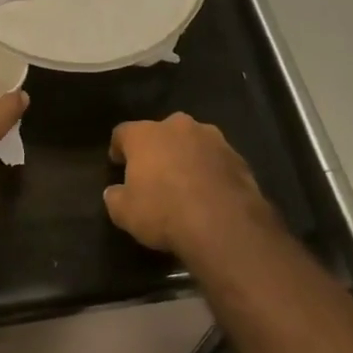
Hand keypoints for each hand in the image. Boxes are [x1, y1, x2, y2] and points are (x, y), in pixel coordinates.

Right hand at [105, 113, 277, 257]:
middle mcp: (179, 127)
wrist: (223, 224)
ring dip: (187, 156)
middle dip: (158, 148)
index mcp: (146, 135)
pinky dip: (211, 171)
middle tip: (154, 172)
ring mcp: (213, 139)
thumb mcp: (124, 213)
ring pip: (193, 142)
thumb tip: (113, 192)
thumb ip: (115, 197)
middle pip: (162, 131)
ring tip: (186, 182)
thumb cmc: (164, 212)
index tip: (117, 162)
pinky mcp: (238, 157)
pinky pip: (217, 160)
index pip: (123, 132)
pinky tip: (210, 193)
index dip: (119, 147)